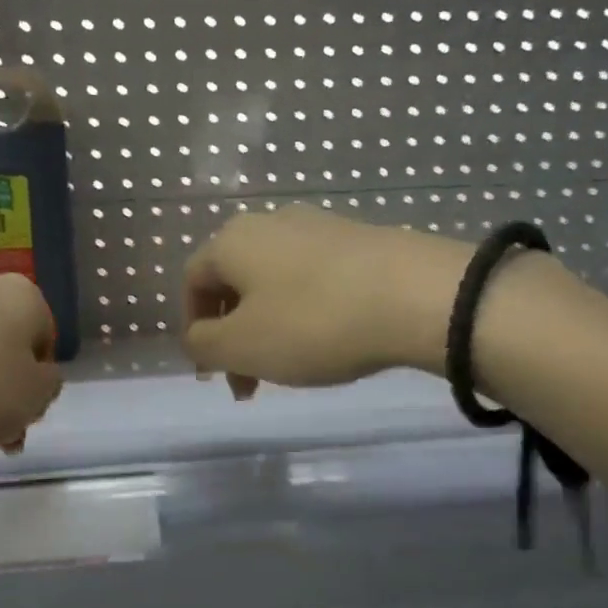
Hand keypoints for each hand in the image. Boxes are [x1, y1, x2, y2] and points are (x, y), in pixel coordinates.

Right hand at [182, 206, 477, 394]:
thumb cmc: (312, 322)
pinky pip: (313, 281)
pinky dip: (305, 314)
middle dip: (232, 337)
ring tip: (288, 370)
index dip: (193, 329)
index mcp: (232, 240)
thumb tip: (197, 338)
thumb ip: (202, 345)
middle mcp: (270, 223)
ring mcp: (318, 227)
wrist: (415, 295)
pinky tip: (327, 342)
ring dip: (268, 330)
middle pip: (234, 284)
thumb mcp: (240, 345)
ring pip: (274, 285)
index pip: (192, 282)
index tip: (211, 371)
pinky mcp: (358, 240)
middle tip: (247, 384)